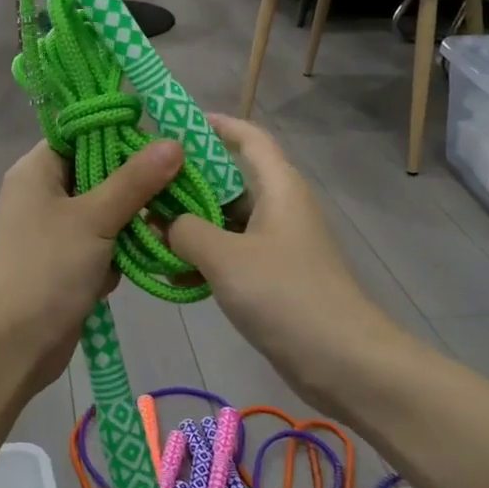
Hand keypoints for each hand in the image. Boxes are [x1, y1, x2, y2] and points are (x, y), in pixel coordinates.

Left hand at [0, 139, 186, 392]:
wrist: (16, 343)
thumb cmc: (48, 267)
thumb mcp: (95, 218)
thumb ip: (135, 180)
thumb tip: (173, 143)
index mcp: (36, 170)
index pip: (80, 135)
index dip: (118, 135)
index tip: (161, 142)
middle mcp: (42, 193)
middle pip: (96, 171)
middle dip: (134, 183)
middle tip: (177, 182)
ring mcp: (53, 228)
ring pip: (104, 209)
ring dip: (131, 220)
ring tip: (166, 221)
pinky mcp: (66, 260)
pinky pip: (101, 241)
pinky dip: (120, 250)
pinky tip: (142, 257)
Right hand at [168, 115, 402, 407]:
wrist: (345, 363)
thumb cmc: (286, 295)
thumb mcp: (225, 257)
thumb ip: (186, 230)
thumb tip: (165, 223)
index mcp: (278, 186)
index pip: (248, 137)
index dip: (214, 124)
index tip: (172, 124)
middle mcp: (279, 206)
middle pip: (229, 178)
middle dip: (186, 180)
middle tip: (143, 185)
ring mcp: (277, 242)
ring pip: (225, 218)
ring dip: (189, 223)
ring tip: (146, 229)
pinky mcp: (273, 275)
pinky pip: (231, 251)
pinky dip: (203, 255)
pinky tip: (172, 273)